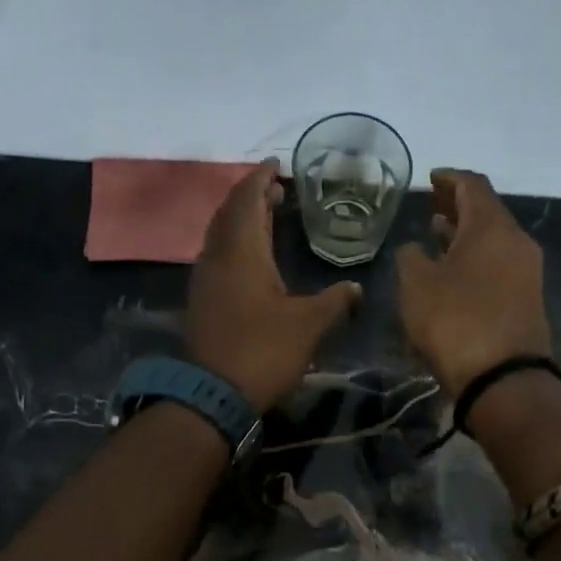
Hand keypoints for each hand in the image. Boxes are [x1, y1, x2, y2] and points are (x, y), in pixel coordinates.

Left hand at [186, 163, 361, 410]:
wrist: (213, 395)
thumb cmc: (263, 351)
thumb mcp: (308, 325)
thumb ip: (335, 302)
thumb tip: (357, 289)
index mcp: (242, 252)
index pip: (247, 200)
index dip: (260, 179)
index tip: (276, 165)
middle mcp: (217, 258)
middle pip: (230, 214)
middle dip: (251, 196)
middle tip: (276, 189)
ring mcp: (205, 281)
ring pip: (221, 236)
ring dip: (242, 221)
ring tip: (267, 217)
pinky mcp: (203, 303)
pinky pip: (218, 258)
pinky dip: (236, 246)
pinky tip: (252, 260)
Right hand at [395, 168, 552, 398]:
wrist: (503, 378)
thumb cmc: (454, 321)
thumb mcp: (416, 285)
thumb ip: (410, 257)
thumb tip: (415, 249)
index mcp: (491, 226)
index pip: (473, 185)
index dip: (449, 178)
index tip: (430, 177)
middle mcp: (516, 241)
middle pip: (487, 212)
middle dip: (458, 206)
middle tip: (431, 204)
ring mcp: (527, 272)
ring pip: (493, 240)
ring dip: (465, 234)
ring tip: (437, 234)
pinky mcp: (527, 300)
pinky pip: (498, 265)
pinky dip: (475, 258)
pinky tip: (454, 271)